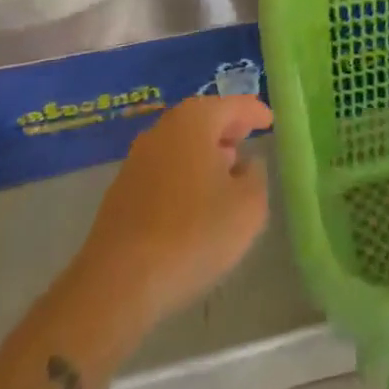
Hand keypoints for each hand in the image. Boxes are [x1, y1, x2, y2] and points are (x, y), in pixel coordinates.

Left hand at [75, 95, 272, 327]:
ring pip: (181, 144)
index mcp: (195, 120)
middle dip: (227, 128)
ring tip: (226, 172)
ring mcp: (137, 159)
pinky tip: (195, 201)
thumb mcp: (248, 207)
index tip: (269, 121)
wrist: (118, 283)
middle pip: (203, 119)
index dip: (254, 111)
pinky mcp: (122, 191)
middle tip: (248, 139)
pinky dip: (185, 174)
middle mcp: (163, 130)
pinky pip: (165, 169)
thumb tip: (246, 165)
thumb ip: (256, 177)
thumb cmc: (192, 234)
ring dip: (204, 152)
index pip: (232, 104)